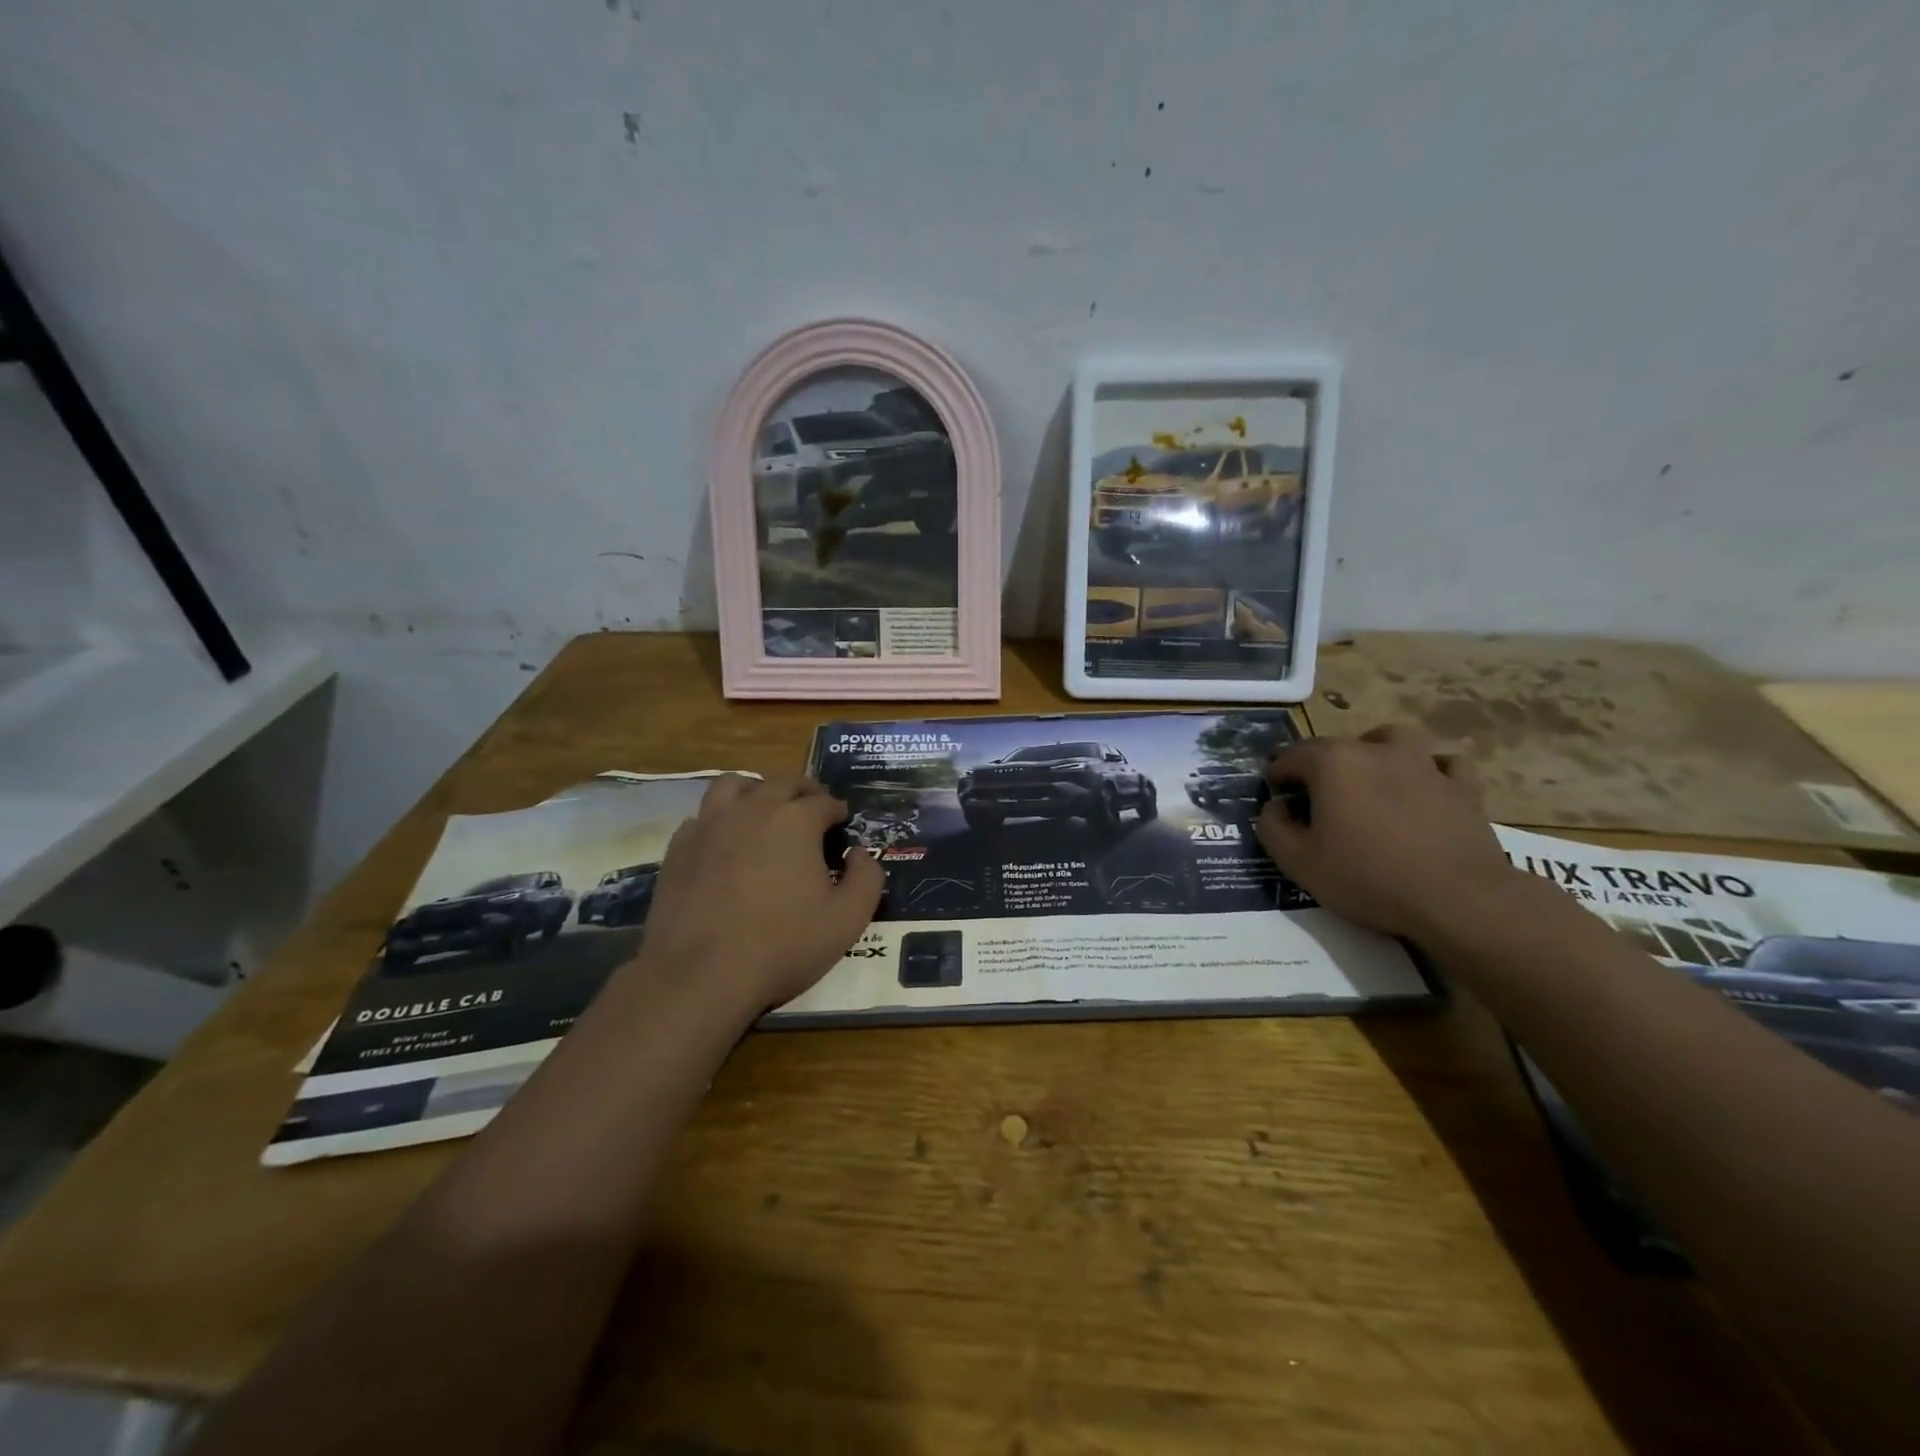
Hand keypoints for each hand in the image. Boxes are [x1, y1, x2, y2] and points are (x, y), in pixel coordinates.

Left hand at [635, 775, 883, 1017]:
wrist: (701, 975)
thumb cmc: (783, 945)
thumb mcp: (848, 919)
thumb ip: (867, 878)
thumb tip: (859, 853)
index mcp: (796, 820)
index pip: (824, 801)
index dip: (837, 810)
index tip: (842, 823)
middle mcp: (752, 809)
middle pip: (782, 783)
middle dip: (804, 791)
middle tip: (813, 808)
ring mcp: (710, 825)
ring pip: (734, 786)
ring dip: (757, 790)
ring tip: (765, 809)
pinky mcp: (679, 848)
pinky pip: (702, 817)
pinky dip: (720, 820)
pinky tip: (725, 842)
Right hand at [1256, 725, 1521, 941]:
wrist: (1459, 899)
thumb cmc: (1368, 877)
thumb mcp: (1298, 862)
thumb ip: (1272, 827)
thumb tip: (1276, 807)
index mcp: (1333, 762)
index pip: (1291, 756)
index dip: (1277, 775)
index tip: (1275, 796)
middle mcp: (1377, 750)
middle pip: (1338, 746)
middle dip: (1319, 767)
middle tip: (1316, 800)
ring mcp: (1424, 763)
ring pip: (1393, 740)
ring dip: (1376, 752)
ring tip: (1370, 779)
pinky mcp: (1463, 786)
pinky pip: (1443, 764)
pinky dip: (1429, 770)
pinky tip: (1423, 788)